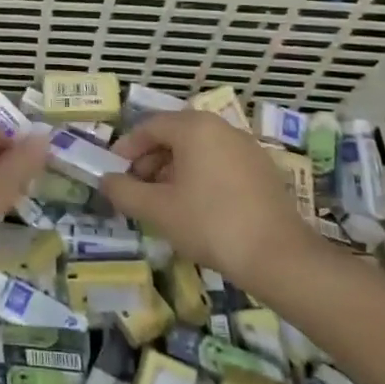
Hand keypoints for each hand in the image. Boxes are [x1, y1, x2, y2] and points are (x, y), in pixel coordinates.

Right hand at [103, 110, 319, 286]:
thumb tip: (106, 180)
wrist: (278, 256)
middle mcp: (222, 128)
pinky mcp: (262, 170)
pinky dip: (199, 177)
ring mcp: (246, 148)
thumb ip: (124, 191)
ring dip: (173, 170)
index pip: (150, 126)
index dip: (127, 148)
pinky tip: (194, 208)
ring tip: (162, 201)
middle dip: (150, 160)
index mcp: (195, 127)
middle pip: (175, 135)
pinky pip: (220, 163)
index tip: (114, 171)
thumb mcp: (157, 209)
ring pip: (198, 150)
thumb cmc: (209, 223)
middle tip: (136, 188)